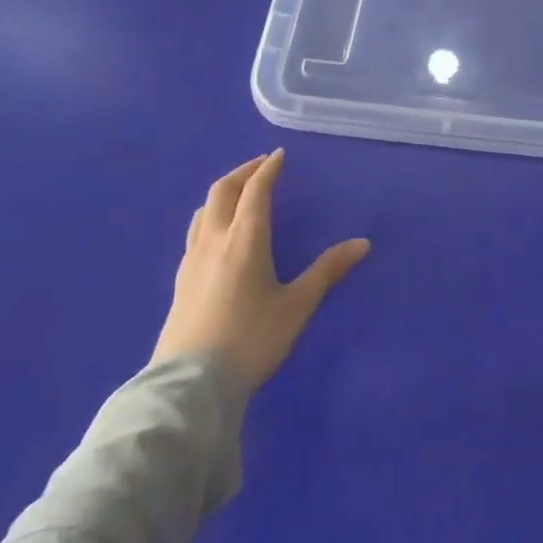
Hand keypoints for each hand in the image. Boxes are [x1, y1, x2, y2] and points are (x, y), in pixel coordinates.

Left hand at [151, 149, 370, 390]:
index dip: (268, 169)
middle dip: (243, 173)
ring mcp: (192, 261)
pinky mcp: (180, 282)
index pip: (255, 191)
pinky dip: (211, 217)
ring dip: (223, 193)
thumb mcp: (296, 306)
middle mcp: (214, 240)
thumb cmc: (250, 340)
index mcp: (244, 239)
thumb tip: (362, 244)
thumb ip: (327, 271)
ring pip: (204, 211)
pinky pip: (195, 232)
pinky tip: (218, 235)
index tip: (279, 155)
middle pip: (222, 191)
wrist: (190, 386)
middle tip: (260, 166)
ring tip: (239, 194)